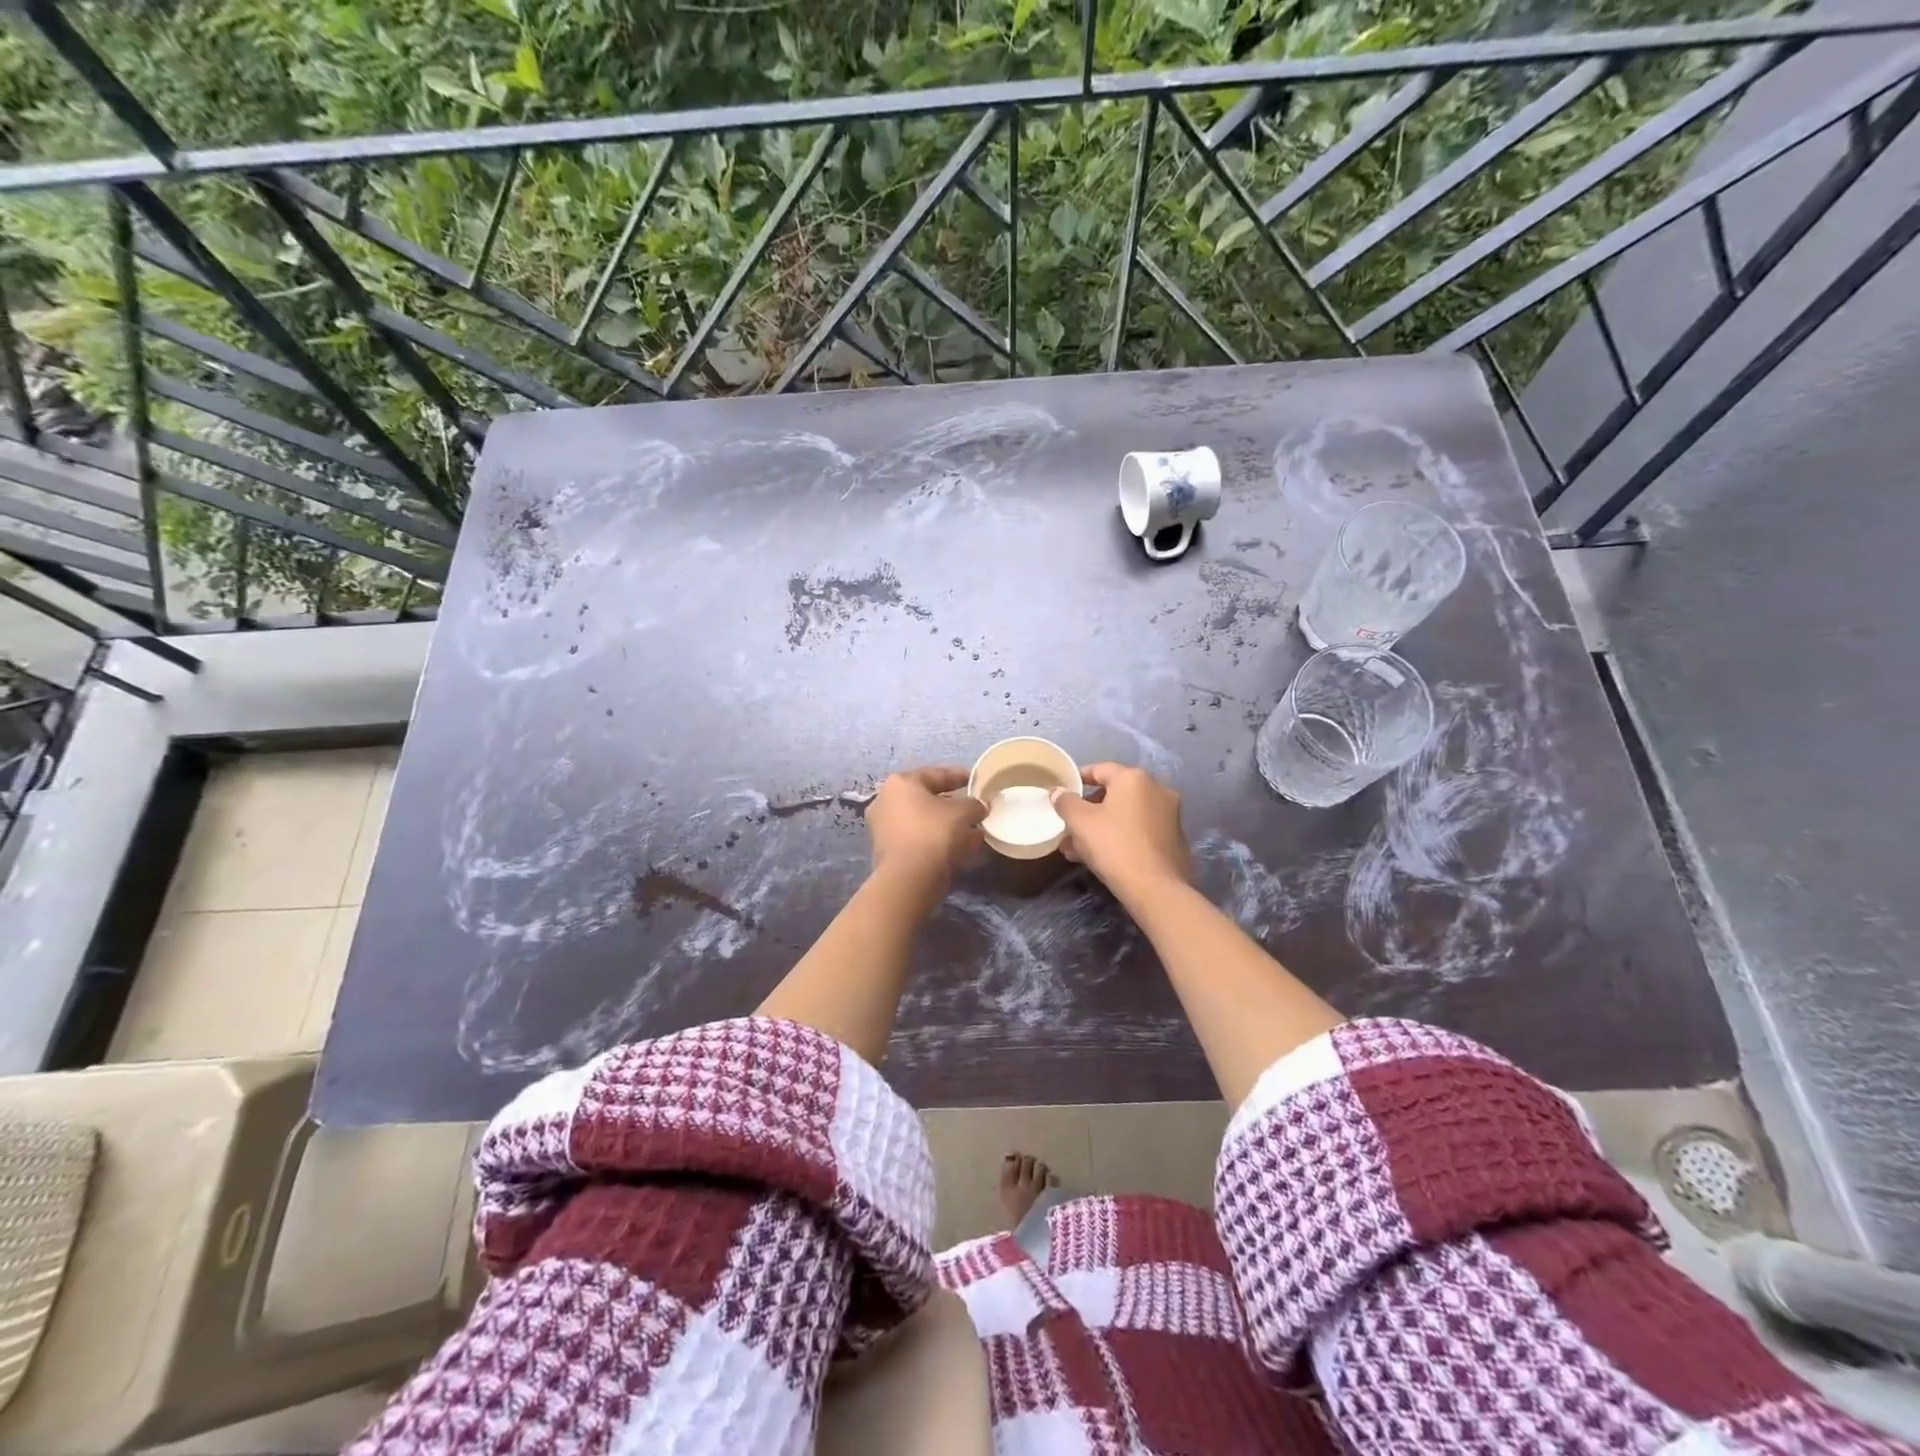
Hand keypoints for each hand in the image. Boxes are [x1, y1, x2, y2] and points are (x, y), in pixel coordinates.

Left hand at [864, 765, 987, 892]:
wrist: (909, 878)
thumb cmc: (934, 833)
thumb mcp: (963, 813)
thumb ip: (975, 805)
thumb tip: (981, 806)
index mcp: (901, 782)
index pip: (936, 774)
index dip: (959, 777)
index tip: (976, 781)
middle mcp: (886, 800)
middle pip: (927, 798)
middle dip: (953, 805)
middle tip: (974, 809)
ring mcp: (883, 827)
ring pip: (923, 821)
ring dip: (946, 825)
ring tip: (973, 832)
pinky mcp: (887, 851)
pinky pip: (918, 838)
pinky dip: (937, 840)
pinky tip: (960, 848)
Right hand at [1051, 763, 1189, 902]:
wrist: (1156, 889)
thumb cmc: (1114, 846)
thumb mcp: (1080, 822)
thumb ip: (1066, 802)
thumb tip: (1059, 792)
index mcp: (1134, 778)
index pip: (1100, 769)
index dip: (1078, 779)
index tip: (1063, 793)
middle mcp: (1156, 789)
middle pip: (1114, 793)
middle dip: (1088, 809)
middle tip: (1069, 826)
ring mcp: (1169, 813)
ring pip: (1125, 814)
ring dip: (1101, 826)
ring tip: (1077, 848)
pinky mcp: (1174, 837)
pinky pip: (1139, 829)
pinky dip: (1120, 836)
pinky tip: (1101, 857)